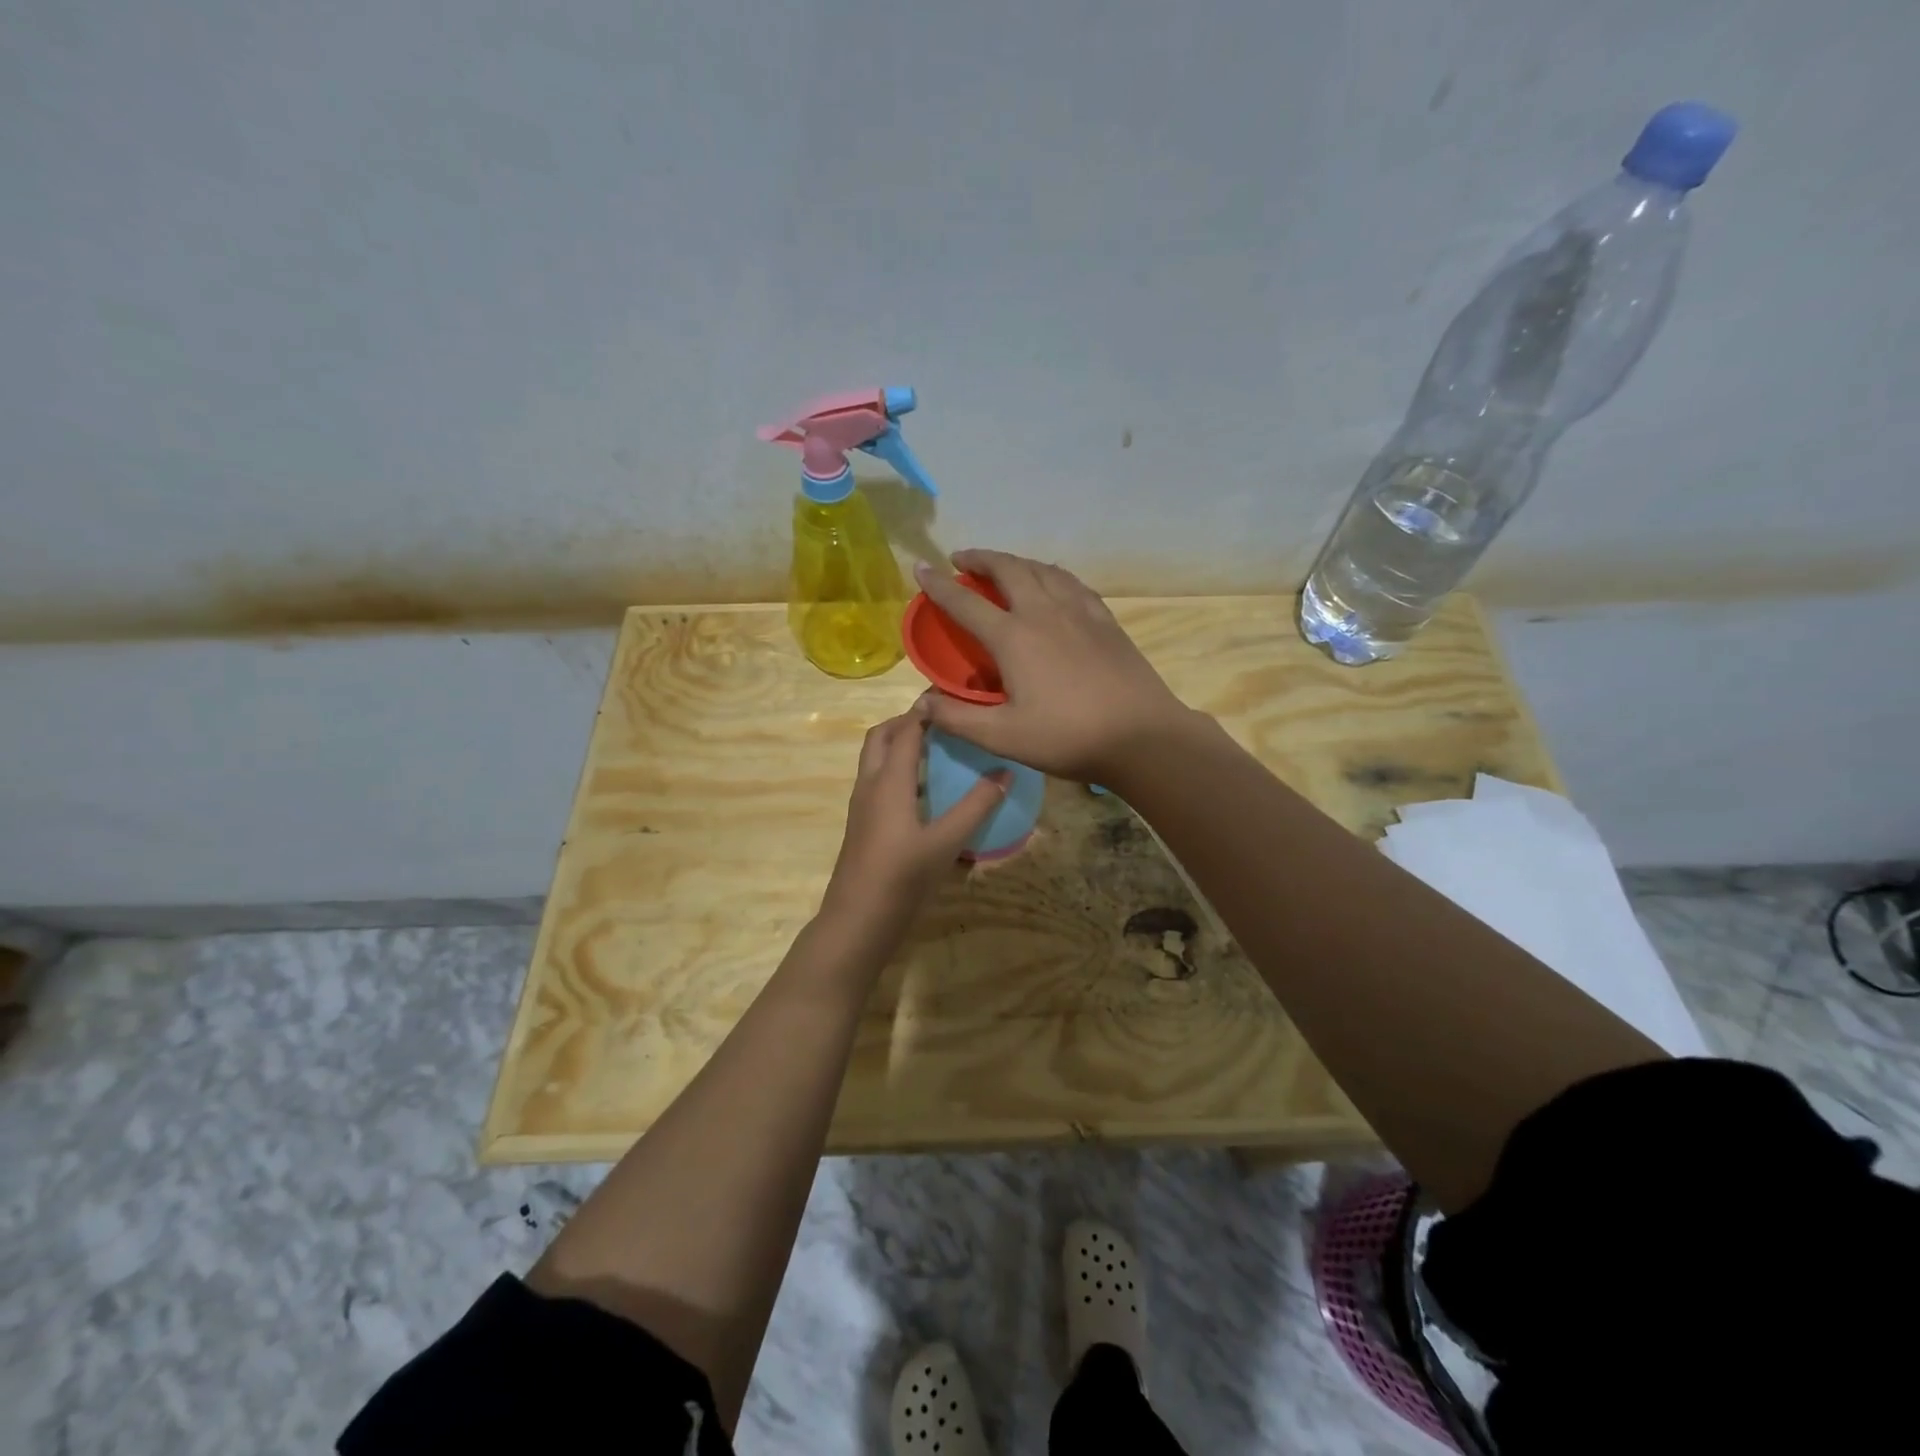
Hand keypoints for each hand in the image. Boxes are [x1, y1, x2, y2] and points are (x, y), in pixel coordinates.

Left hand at [820, 703, 1009, 934]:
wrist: (858, 920)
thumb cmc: (902, 877)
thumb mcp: (947, 842)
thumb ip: (977, 806)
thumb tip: (1005, 772)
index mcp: (888, 780)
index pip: (906, 729)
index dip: (926, 709)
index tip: (953, 696)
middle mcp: (870, 784)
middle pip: (881, 737)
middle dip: (907, 722)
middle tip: (943, 723)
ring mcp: (862, 805)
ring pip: (875, 760)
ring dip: (900, 746)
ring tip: (938, 750)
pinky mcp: (863, 824)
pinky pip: (878, 782)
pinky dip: (898, 771)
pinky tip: (926, 791)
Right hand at [911, 550, 1191, 782]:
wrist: (1141, 736)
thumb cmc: (1068, 738)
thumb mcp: (1004, 737)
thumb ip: (958, 719)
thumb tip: (922, 702)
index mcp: (1014, 637)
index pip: (965, 603)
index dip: (938, 585)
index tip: (920, 568)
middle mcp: (1044, 613)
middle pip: (1008, 570)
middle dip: (981, 559)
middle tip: (962, 559)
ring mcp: (1079, 612)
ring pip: (1042, 569)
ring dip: (1016, 561)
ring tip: (1003, 565)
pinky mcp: (1105, 620)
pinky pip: (1072, 583)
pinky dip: (1051, 574)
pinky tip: (1053, 583)